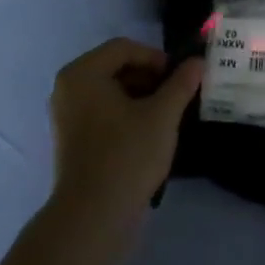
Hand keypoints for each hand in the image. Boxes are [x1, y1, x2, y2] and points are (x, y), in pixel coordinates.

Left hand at [49, 38, 202, 220]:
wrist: (93, 217)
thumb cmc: (127, 155)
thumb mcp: (162, 115)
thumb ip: (181, 83)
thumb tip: (197, 62)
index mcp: (82, 73)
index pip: (124, 48)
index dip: (157, 58)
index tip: (181, 78)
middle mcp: (68, 88)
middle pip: (116, 68)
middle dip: (150, 78)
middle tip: (178, 97)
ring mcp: (67, 116)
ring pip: (111, 93)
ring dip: (142, 98)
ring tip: (168, 117)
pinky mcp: (72, 140)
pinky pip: (103, 114)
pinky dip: (127, 116)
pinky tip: (149, 135)